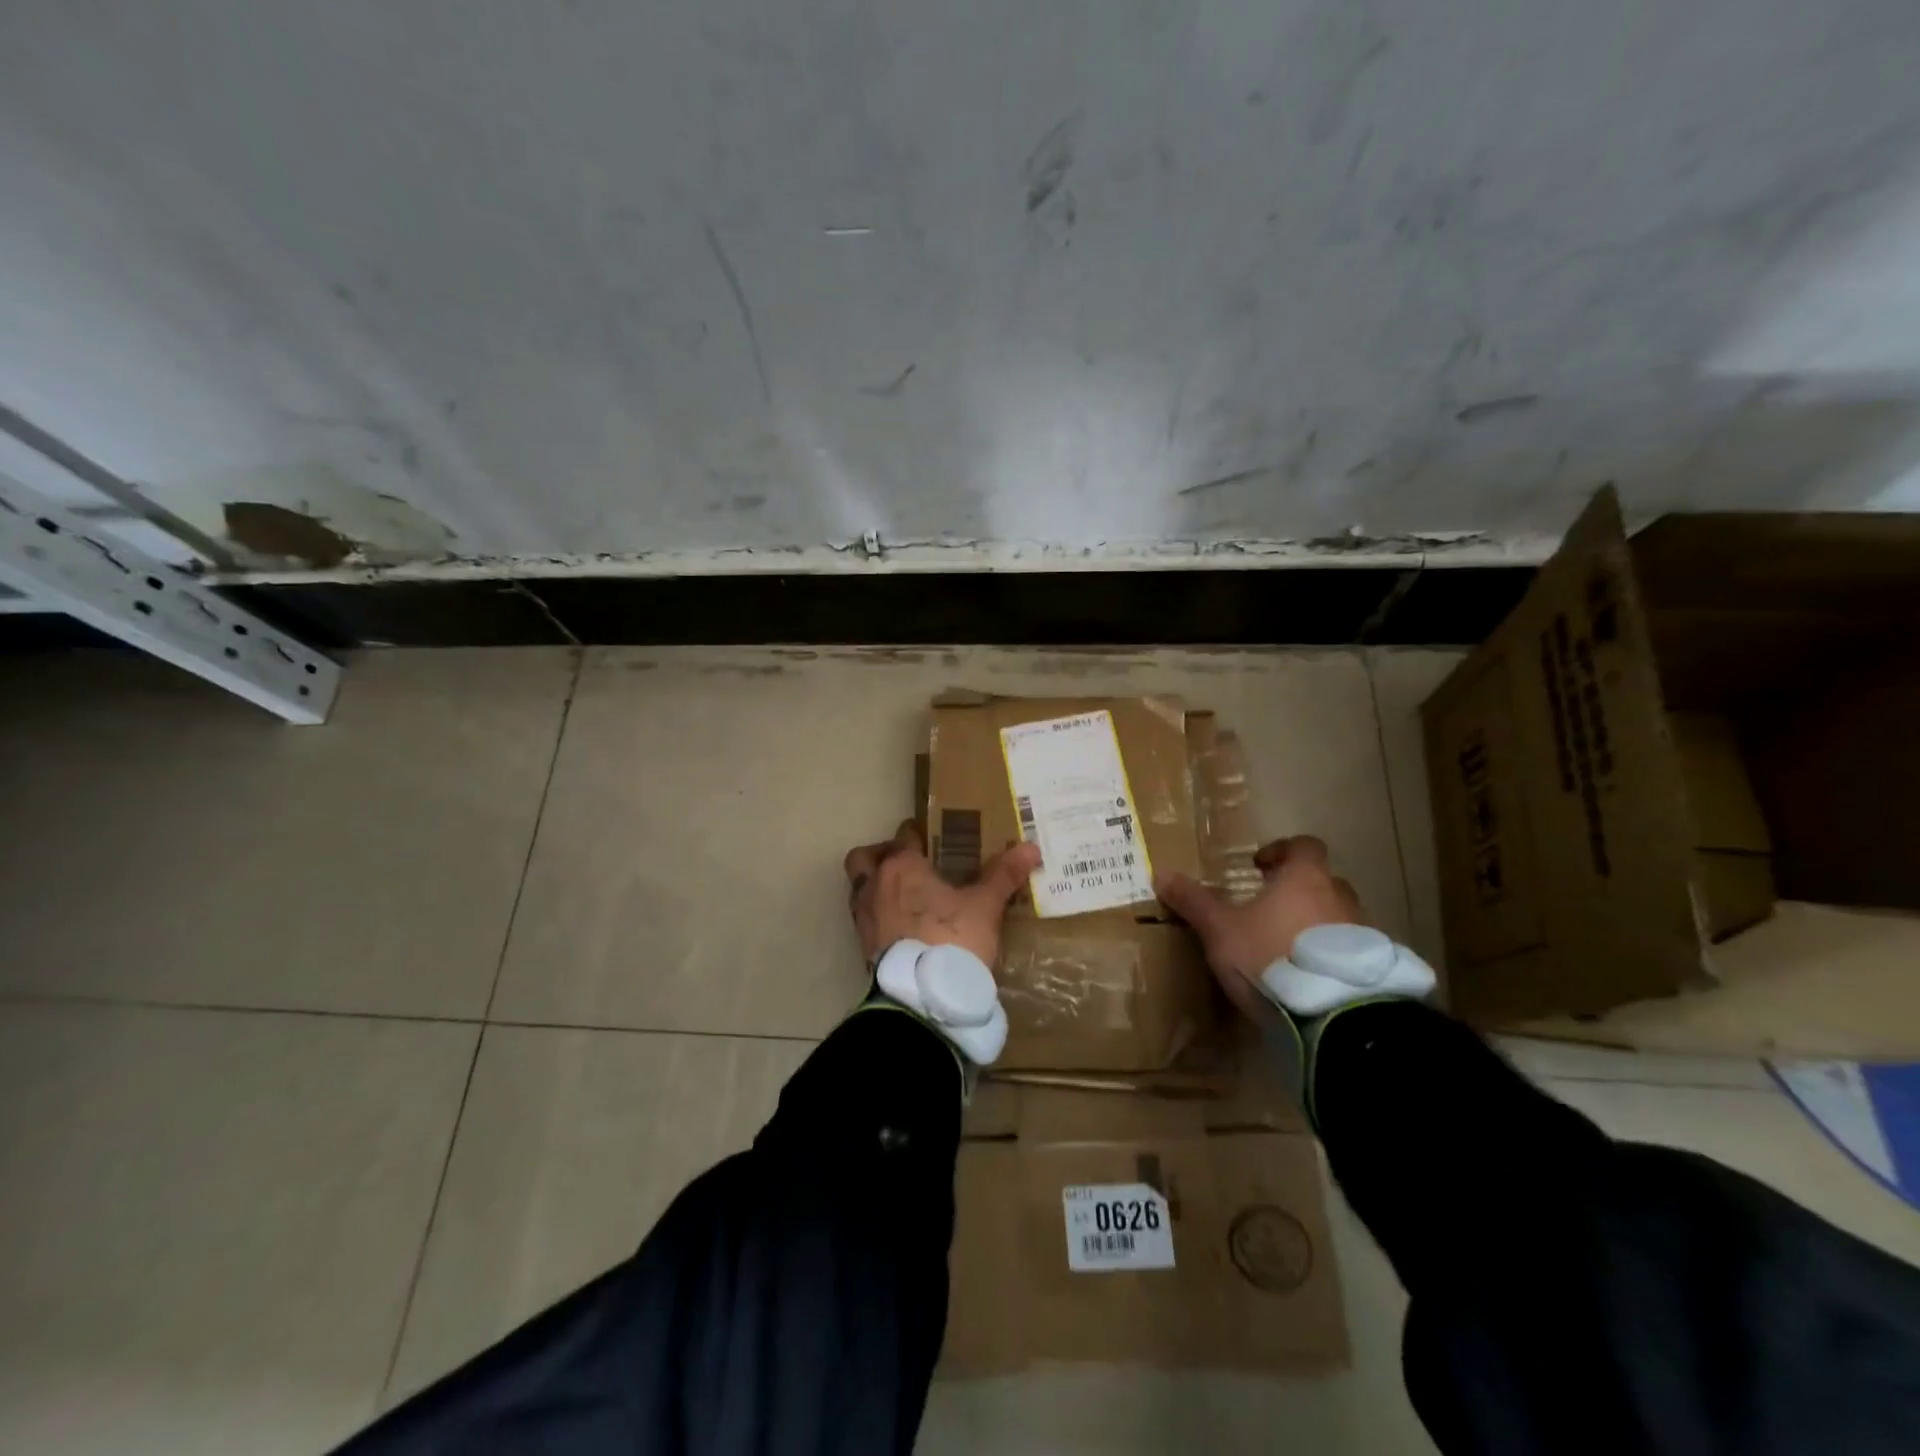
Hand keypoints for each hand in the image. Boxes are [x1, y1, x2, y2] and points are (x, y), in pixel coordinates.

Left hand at [844, 820, 1042, 966]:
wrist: (924, 998)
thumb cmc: (952, 938)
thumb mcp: (985, 906)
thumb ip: (1003, 874)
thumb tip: (1031, 847)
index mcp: (902, 866)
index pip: (904, 835)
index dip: (918, 834)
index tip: (932, 839)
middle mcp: (875, 884)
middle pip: (865, 857)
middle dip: (882, 855)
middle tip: (908, 864)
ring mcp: (864, 917)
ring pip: (860, 888)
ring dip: (877, 887)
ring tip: (906, 898)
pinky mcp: (863, 947)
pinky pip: (865, 919)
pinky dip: (879, 916)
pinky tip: (903, 927)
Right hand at [1154, 836, 1365, 1018]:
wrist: (1335, 1014)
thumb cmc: (1272, 955)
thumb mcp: (1221, 929)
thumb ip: (1194, 901)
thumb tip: (1160, 873)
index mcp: (1305, 878)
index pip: (1303, 846)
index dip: (1281, 850)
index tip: (1259, 866)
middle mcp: (1339, 897)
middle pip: (1322, 881)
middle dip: (1298, 891)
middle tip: (1269, 910)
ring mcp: (1363, 932)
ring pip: (1338, 917)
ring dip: (1316, 925)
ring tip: (1287, 948)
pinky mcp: (1373, 968)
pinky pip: (1350, 951)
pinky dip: (1331, 956)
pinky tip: (1309, 978)